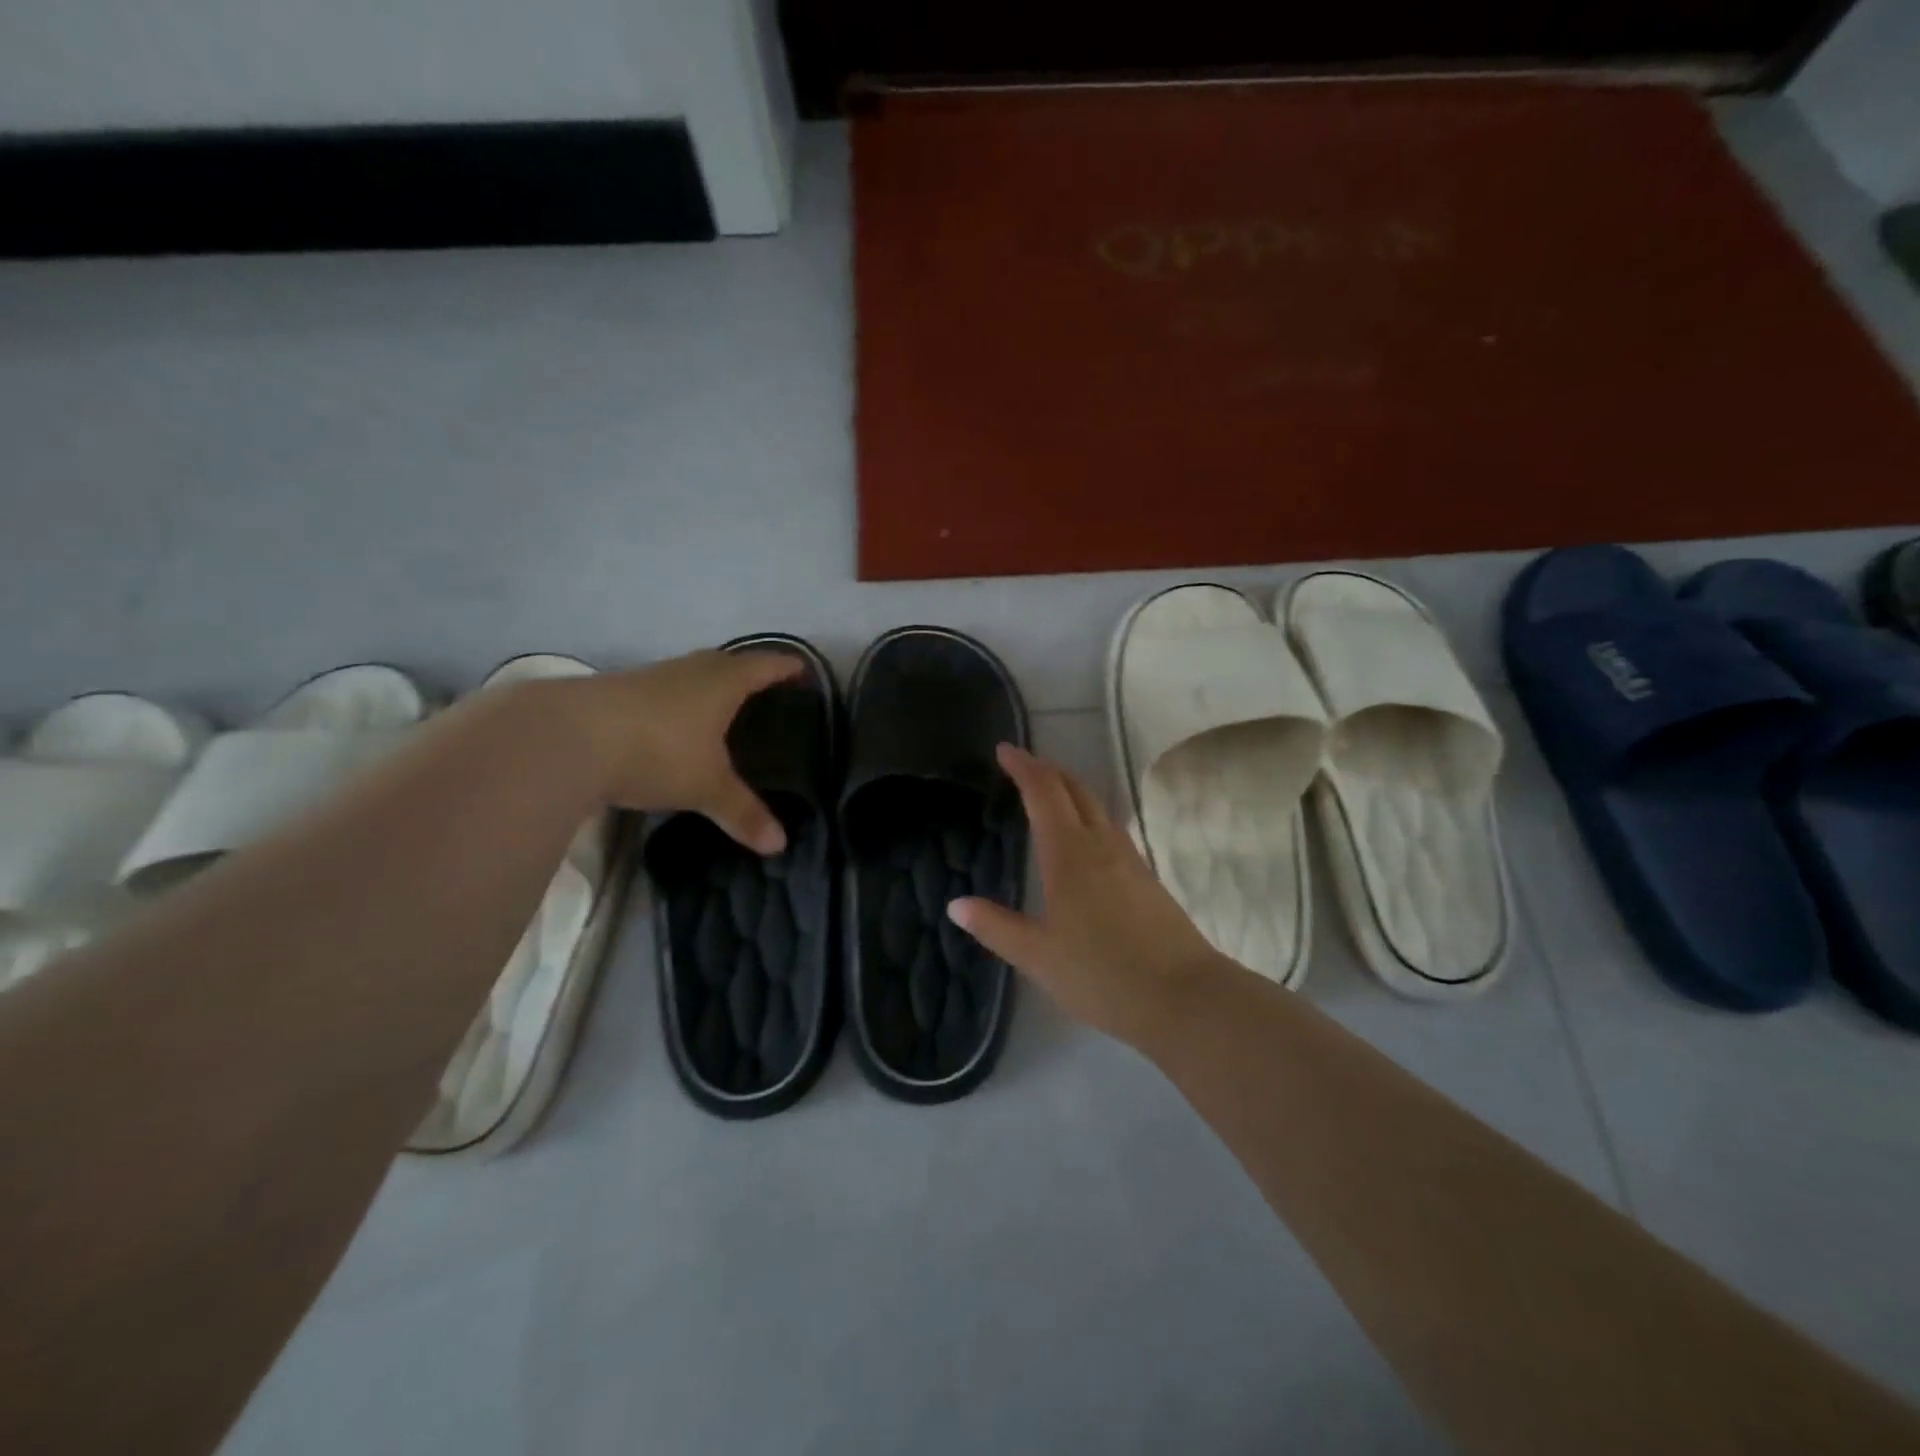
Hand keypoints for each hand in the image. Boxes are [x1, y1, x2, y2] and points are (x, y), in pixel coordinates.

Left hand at [554, 650, 801, 851]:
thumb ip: (743, 812)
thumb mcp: (706, 786)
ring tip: (723, 711)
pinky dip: (678, 704)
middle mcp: (690, 670)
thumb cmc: (657, 751)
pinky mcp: (619, 692)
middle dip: (749, 674)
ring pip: (692, 675)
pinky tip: (673, 728)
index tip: (803, 671)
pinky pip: (664, 691)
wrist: (565, 737)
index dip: (787, 667)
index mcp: (723, 682)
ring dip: (710, 687)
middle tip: (766, 694)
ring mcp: (651, 677)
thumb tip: (779, 845)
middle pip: (728, 662)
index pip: (765, 664)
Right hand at [947, 744, 1228, 1048]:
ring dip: (1071, 791)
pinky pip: (1112, 830)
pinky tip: (1085, 841)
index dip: (1023, 767)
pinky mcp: (1147, 878)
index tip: (1004, 750)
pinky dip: (1090, 817)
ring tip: (1050, 796)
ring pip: (1097, 807)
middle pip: (1075, 790)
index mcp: (1068, 854)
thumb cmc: (1101, 974)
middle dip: (1047, 770)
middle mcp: (1100, 844)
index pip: (1043, 793)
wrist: (1183, 997)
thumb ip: (996, 926)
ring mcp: (1129, 859)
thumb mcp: (1037, 956)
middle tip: (1022, 765)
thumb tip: (956, 904)